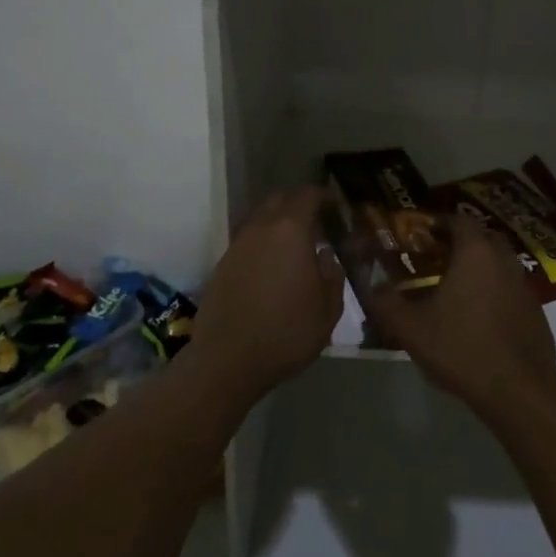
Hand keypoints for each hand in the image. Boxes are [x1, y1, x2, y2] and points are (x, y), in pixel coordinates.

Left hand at [190, 187, 343, 402]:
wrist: (227, 361)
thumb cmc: (286, 332)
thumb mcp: (328, 310)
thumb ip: (333, 275)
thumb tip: (325, 254)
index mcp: (291, 231)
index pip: (307, 196)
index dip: (323, 196)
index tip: (334, 205)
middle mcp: (261, 228)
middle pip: (279, 199)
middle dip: (298, 203)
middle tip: (315, 221)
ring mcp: (237, 245)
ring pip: (260, 218)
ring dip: (277, 223)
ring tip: (293, 244)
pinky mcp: (221, 264)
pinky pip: (246, 240)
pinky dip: (261, 243)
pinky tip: (270, 266)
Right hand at [359, 213, 555, 421]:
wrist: (519, 391)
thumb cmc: (462, 348)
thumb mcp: (412, 328)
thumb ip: (386, 303)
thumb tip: (371, 287)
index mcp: (475, 252)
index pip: (458, 220)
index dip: (438, 223)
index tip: (420, 236)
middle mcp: (504, 259)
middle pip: (481, 238)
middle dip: (459, 244)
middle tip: (435, 260)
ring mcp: (524, 285)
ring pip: (498, 263)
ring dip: (479, 268)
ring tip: (454, 289)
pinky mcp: (535, 310)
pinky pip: (510, 288)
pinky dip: (494, 292)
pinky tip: (479, 317)